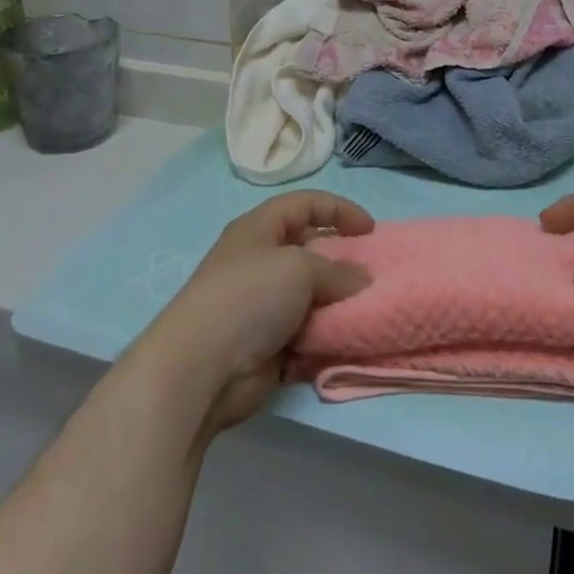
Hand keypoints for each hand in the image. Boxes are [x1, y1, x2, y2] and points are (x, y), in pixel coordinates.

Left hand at [134, 192, 373, 439]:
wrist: (201, 368)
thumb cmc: (248, 298)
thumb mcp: (300, 268)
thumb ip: (337, 271)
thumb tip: (361, 281)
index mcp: (259, 228)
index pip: (305, 204)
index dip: (339, 210)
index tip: (371, 230)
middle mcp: (259, 261)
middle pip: (309, 250)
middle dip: (342, 260)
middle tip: (372, 274)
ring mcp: (262, 305)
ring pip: (311, 295)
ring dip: (338, 302)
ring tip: (367, 309)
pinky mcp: (267, 343)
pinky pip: (307, 332)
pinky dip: (327, 335)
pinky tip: (349, 340)